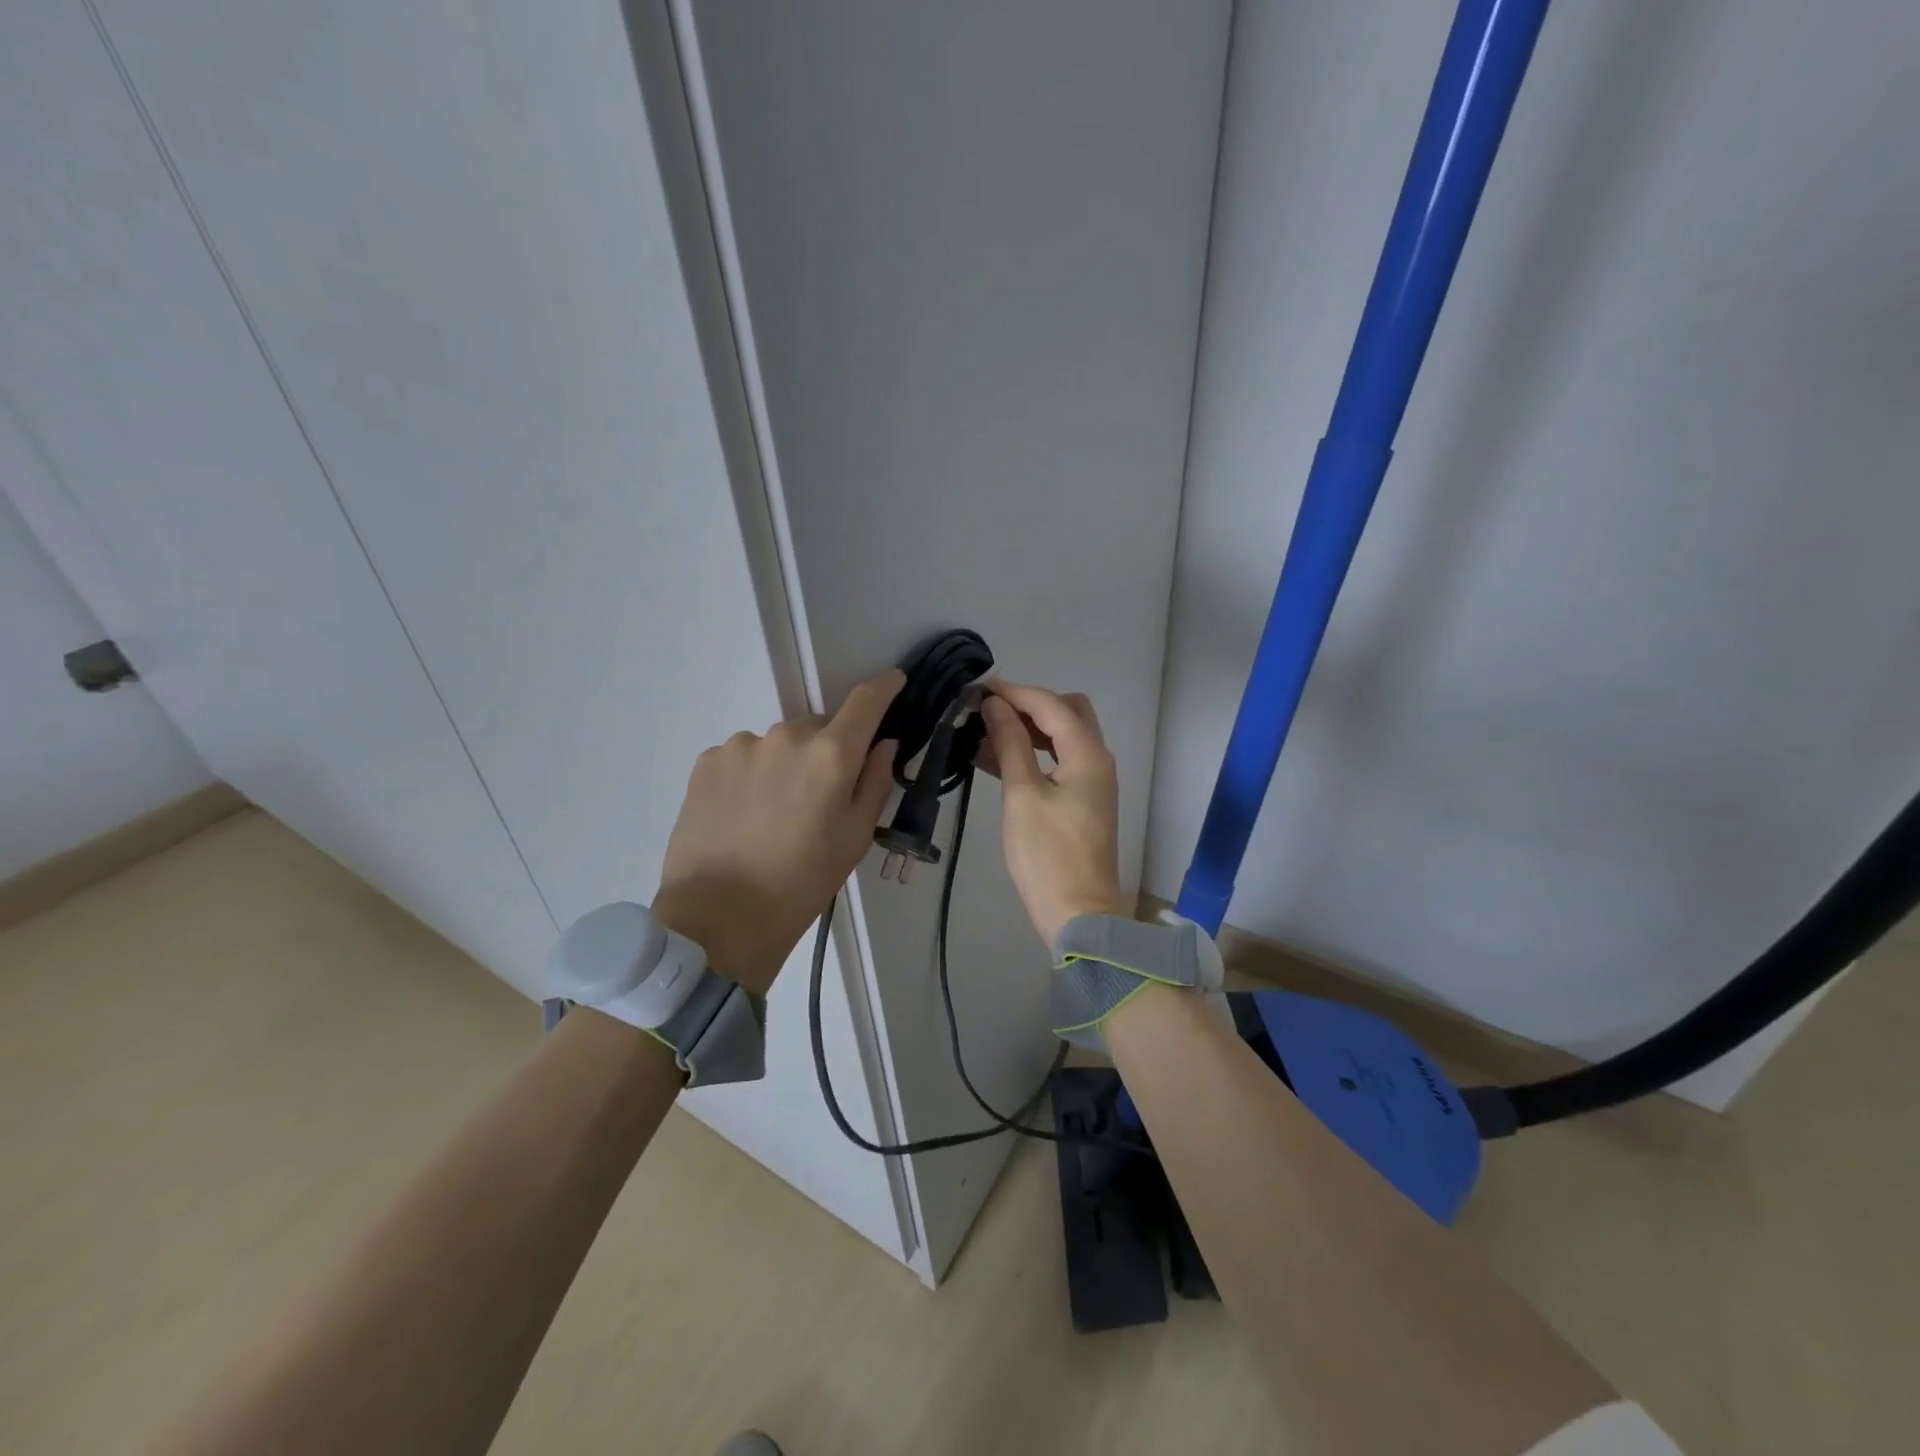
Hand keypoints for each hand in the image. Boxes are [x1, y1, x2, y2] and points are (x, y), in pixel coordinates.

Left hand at [653, 670, 903, 995]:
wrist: (719, 917)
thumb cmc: (802, 882)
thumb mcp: (856, 838)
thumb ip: (876, 781)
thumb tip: (883, 744)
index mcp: (831, 755)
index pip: (866, 700)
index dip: (885, 687)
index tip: (894, 682)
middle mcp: (786, 735)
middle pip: (819, 727)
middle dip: (826, 750)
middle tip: (819, 796)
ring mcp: (741, 745)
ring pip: (778, 744)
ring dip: (785, 764)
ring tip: (772, 813)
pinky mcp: (707, 761)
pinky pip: (744, 756)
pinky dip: (751, 775)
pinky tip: (743, 814)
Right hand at [978, 681, 1129, 947]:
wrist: (1079, 914)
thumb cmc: (1047, 855)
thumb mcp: (1022, 795)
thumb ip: (1010, 744)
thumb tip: (995, 705)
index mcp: (1088, 754)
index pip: (1051, 704)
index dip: (1015, 692)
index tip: (978, 690)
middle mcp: (1098, 759)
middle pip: (1067, 712)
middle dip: (1029, 705)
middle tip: (989, 712)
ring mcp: (1093, 781)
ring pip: (1063, 737)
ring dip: (1028, 730)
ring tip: (984, 734)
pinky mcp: (1084, 800)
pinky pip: (1059, 761)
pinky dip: (1033, 754)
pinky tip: (997, 760)